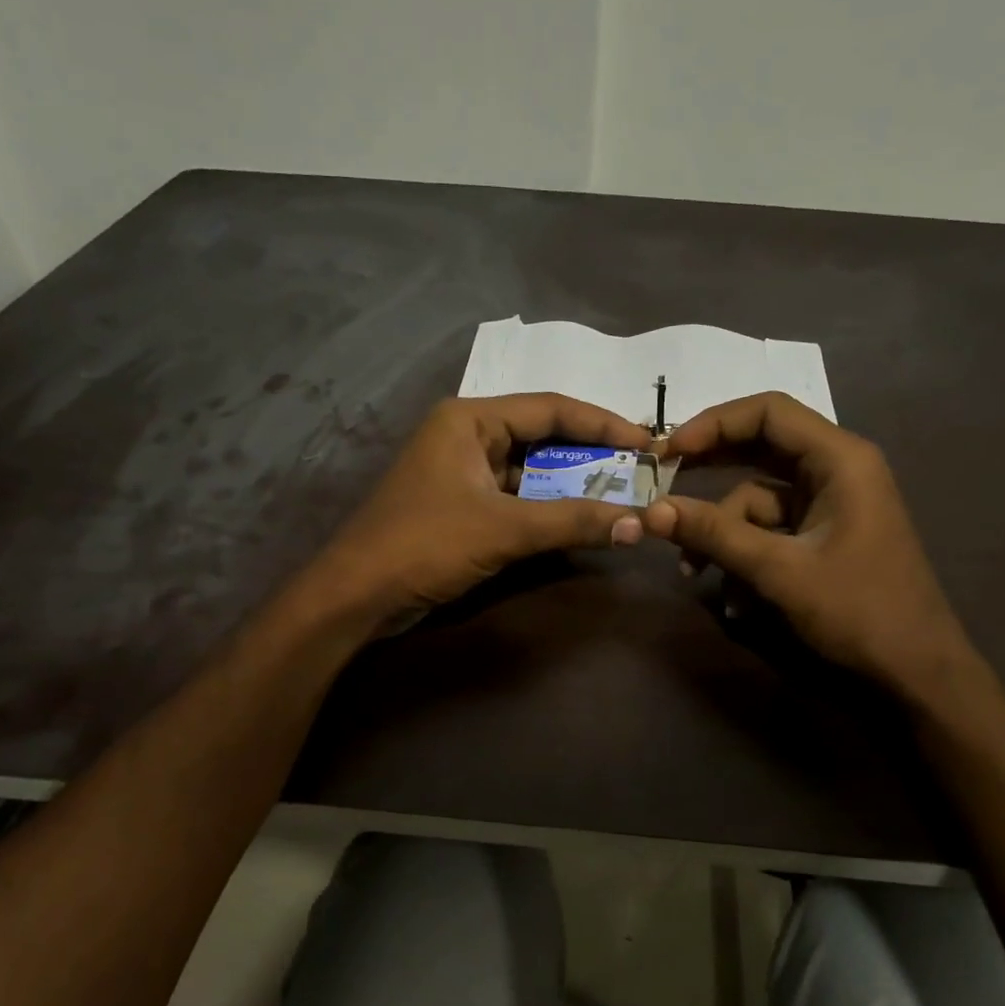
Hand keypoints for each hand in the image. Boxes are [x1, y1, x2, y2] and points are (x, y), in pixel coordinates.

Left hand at [301, 393, 649, 628]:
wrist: (356, 596)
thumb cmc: (425, 545)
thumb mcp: (504, 529)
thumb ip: (572, 522)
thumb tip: (639, 524)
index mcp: (470, 419)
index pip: (551, 408)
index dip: (604, 424)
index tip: (648, 444)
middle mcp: (467, 436)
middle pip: (543, 437)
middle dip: (591, 456)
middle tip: (639, 472)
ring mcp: (462, 472)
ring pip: (531, 470)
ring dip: (572, 486)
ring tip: (620, 497)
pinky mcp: (462, 505)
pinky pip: (517, 497)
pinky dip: (548, 508)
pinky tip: (580, 521)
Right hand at [645, 392, 973, 690]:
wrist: (917, 675)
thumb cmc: (859, 612)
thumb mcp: (779, 570)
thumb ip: (715, 535)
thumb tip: (652, 510)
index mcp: (840, 460)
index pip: (768, 413)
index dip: (713, 424)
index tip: (668, 452)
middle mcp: (836, 471)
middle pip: (760, 449)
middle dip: (710, 472)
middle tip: (663, 487)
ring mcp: (830, 505)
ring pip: (758, 499)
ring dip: (723, 532)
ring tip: (694, 572)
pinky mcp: (823, 537)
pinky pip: (771, 531)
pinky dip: (745, 555)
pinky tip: (731, 599)